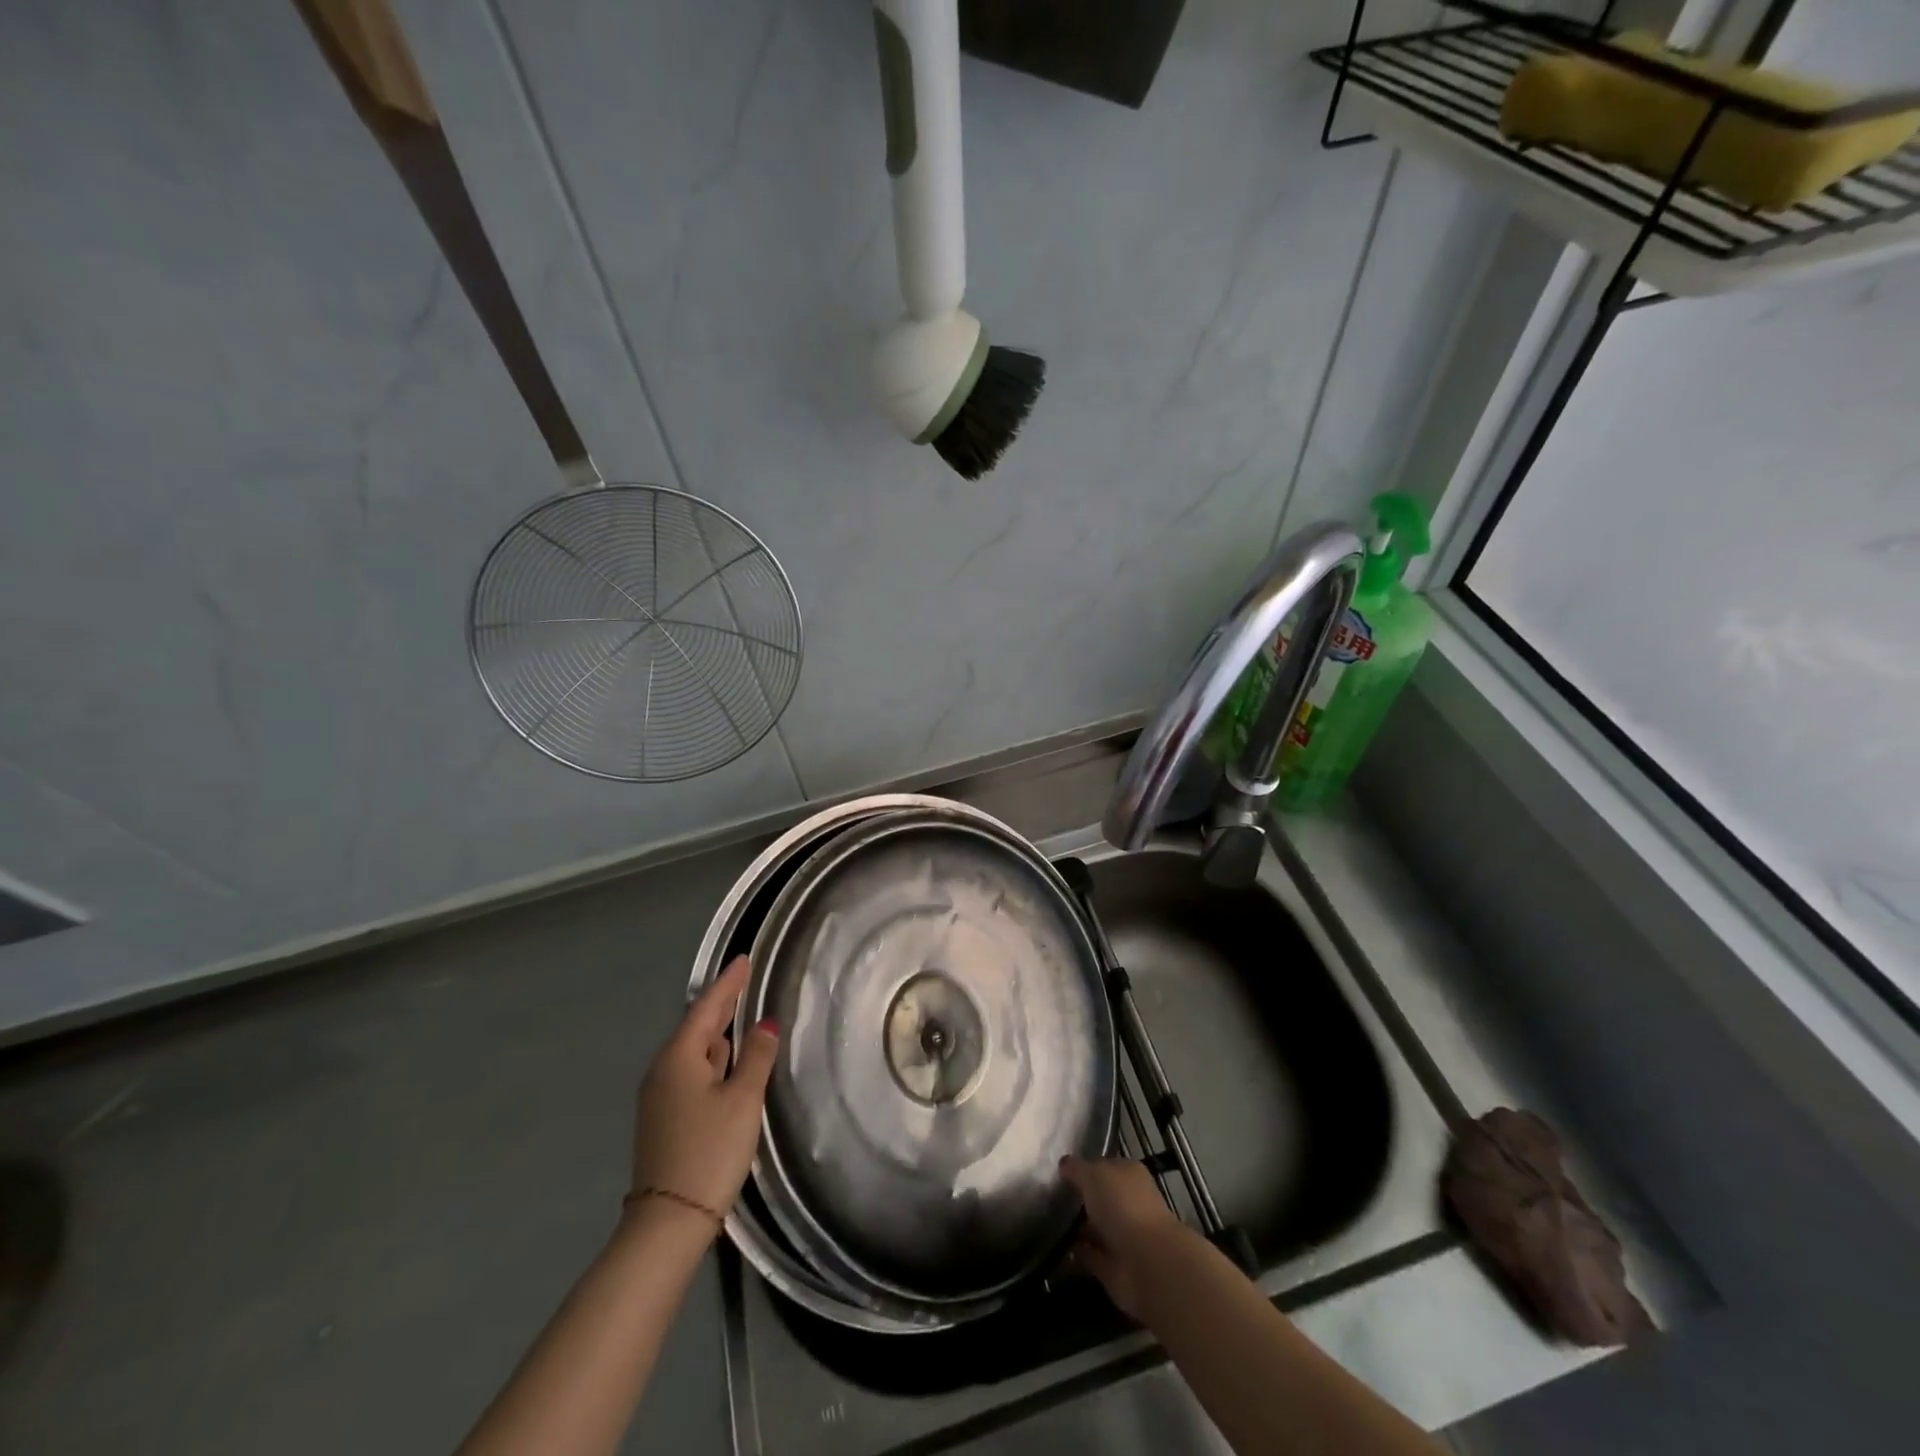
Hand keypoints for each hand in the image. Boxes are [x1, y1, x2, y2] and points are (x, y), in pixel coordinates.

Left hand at [630, 956, 777, 1229]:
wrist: (667, 1223)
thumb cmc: (709, 1151)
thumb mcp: (742, 1100)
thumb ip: (756, 1057)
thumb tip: (765, 1023)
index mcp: (679, 1057)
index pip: (707, 1007)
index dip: (728, 982)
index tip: (744, 959)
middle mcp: (663, 1070)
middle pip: (697, 1027)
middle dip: (721, 1004)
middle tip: (744, 980)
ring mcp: (660, 1097)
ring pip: (694, 1051)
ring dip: (716, 1032)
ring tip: (740, 1015)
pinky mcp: (665, 1119)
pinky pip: (691, 1072)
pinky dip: (712, 1058)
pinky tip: (726, 1062)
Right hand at [1060, 1155, 1189, 1320]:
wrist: (1146, 1264)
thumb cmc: (1122, 1205)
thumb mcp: (1093, 1175)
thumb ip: (1076, 1169)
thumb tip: (1064, 1164)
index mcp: (1128, 1174)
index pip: (1104, 1166)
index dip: (1083, 1167)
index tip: (1058, 1170)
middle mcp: (1127, 1203)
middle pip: (1099, 1197)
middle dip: (1078, 1198)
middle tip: (1046, 1195)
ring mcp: (1121, 1237)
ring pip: (1094, 1227)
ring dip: (1075, 1227)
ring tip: (1043, 1220)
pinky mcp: (1113, 1267)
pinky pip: (1088, 1256)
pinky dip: (1074, 1254)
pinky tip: (1051, 1248)